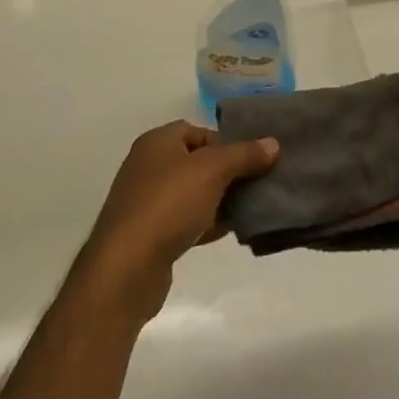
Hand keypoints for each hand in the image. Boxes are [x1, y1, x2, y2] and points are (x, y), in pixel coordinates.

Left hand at [78, 121, 277, 324]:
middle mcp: (148, 166)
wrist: (126, 268)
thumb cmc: (169, 204)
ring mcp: (146, 202)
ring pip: (193, 193)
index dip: (226, 142)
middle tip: (256, 183)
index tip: (251, 159)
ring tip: (249, 208)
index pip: (198, 131)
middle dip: (227, 172)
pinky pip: (184, 221)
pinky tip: (228, 231)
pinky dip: (206, 223)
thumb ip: (244, 154)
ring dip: (219, 200)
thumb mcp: (213, 170)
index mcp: (157, 142)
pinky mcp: (149, 235)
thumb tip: (273, 143)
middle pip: (197, 162)